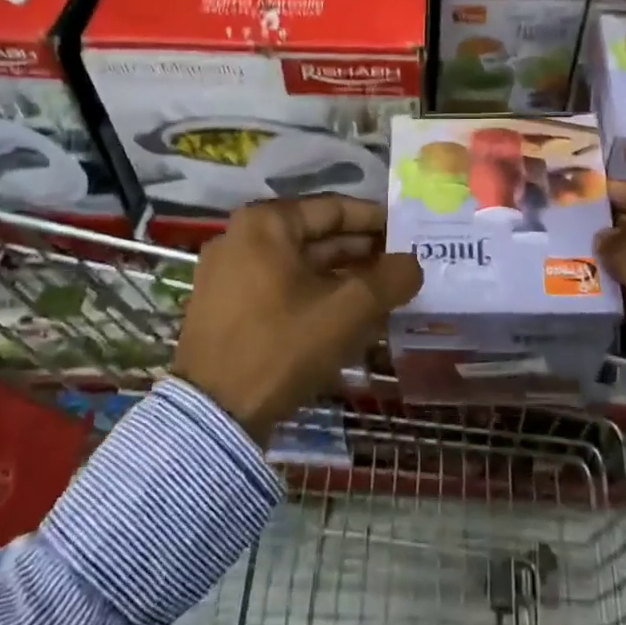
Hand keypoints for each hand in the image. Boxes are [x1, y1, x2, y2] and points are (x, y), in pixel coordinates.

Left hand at [172, 196, 422, 443]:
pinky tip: (347, 317)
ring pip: (299, 265)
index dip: (376, 221)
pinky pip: (280, 287)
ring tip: (383, 294)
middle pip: (315, 236)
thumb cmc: (282, 345)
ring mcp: (228, 272)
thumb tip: (413, 264)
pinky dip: (314, 295)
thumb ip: (390, 279)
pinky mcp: (224, 306)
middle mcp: (241, 237)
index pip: (334, 209)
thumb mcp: (347, 310)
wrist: (213, 416)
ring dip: (342, 277)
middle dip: (362, 252)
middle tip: (402, 266)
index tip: (408, 234)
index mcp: (266, 223)